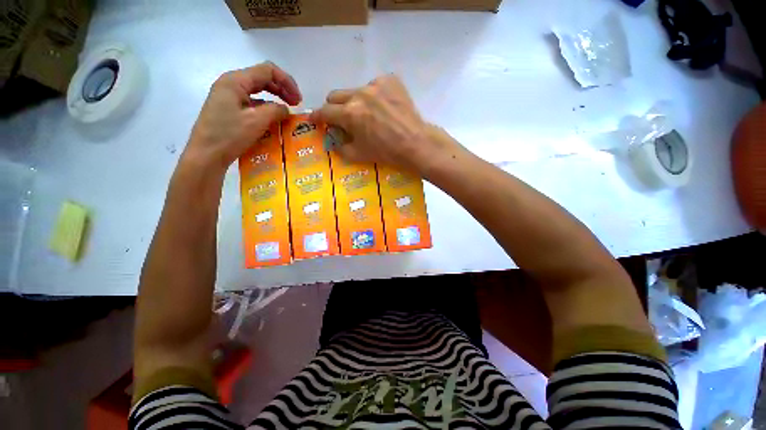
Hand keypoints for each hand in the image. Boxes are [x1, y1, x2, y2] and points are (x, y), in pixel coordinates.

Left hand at [182, 62, 301, 173]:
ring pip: (257, 91)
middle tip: (296, 105)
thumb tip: (285, 109)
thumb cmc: (229, 135)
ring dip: (275, 98)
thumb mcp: (256, 121)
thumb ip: (275, 110)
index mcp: (235, 80)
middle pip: (262, 78)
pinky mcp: (229, 109)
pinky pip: (252, 103)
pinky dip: (266, 108)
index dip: (287, 82)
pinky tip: (273, 119)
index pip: (267, 70)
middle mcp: (231, 84)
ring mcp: (228, 97)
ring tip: (287, 112)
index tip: (299, 100)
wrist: (206, 155)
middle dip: (282, 89)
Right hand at [310, 75, 455, 174]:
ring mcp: (376, 85)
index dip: (317, 116)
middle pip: (335, 95)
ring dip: (356, 102)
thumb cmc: (387, 153)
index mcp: (350, 113)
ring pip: (355, 90)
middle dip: (334, 107)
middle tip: (341, 118)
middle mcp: (359, 94)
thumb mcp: (360, 155)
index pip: (325, 111)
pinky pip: (375, 86)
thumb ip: (340, 147)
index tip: (315, 119)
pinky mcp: (391, 81)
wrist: (416, 143)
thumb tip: (332, 141)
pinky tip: (384, 108)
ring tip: (369, 115)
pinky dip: (375, 96)